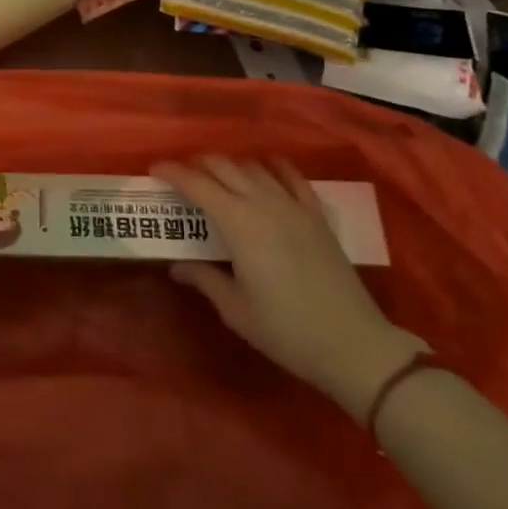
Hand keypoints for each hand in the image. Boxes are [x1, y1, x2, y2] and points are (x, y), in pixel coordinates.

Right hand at [154, 158, 423, 418]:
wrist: (353, 344)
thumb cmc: (286, 330)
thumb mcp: (235, 310)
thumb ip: (204, 279)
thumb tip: (177, 266)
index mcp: (238, 223)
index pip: (196, 184)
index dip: (172, 172)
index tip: (154, 169)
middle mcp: (262, 202)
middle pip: (223, 166)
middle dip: (197, 164)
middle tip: (181, 176)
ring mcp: (292, 204)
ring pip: (253, 166)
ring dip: (230, 165)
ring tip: (217, 177)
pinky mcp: (316, 214)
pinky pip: (291, 176)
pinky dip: (272, 166)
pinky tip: (265, 169)